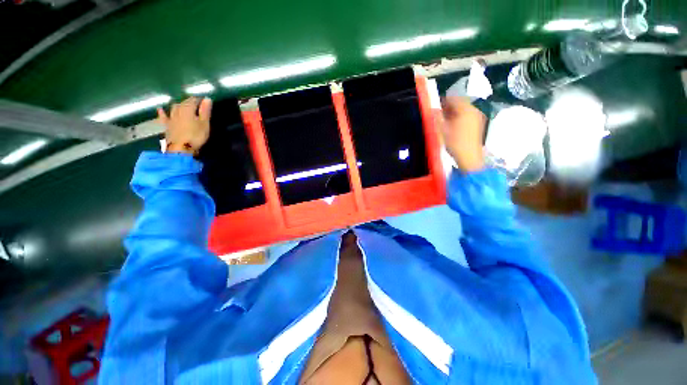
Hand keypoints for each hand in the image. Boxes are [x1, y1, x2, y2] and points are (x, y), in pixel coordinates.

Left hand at [157, 97, 211, 154]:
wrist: (180, 149)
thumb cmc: (195, 136)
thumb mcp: (204, 124)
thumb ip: (205, 111)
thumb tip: (207, 98)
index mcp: (188, 109)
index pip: (193, 100)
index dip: (199, 99)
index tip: (204, 101)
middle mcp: (177, 111)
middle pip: (183, 103)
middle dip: (189, 102)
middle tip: (196, 103)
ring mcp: (170, 118)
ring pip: (174, 108)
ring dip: (179, 105)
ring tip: (183, 104)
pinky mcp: (166, 126)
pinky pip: (163, 117)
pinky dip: (162, 112)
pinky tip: (160, 109)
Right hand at [439, 96, 486, 172]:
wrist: (469, 157)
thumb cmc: (455, 142)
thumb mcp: (442, 129)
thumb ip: (436, 117)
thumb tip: (432, 109)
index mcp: (465, 109)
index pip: (453, 98)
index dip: (442, 101)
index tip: (433, 107)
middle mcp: (473, 110)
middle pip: (459, 103)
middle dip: (447, 107)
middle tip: (437, 114)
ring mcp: (477, 117)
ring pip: (463, 110)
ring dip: (452, 113)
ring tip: (443, 121)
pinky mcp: (478, 125)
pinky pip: (467, 116)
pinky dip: (458, 118)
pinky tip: (452, 126)